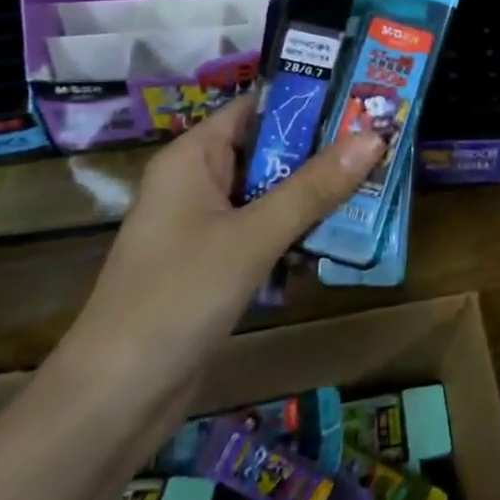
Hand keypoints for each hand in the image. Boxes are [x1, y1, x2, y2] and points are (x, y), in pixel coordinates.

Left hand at [60, 96, 381, 394]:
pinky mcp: (216, 264)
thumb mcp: (253, 236)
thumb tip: (375, 137)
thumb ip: (314, 187)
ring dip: (317, 193)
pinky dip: (299, 230)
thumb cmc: (178, 297)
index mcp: (194, 157)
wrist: (115, 400)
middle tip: (385, 142)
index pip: (258, 108)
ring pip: (272, 193)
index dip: (310, 101)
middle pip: (270, 151)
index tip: (365, 99)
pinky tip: (342, 236)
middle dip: (324, 150)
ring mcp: (206, 226)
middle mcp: (199, 182)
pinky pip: (266, 231)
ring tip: (378, 184)